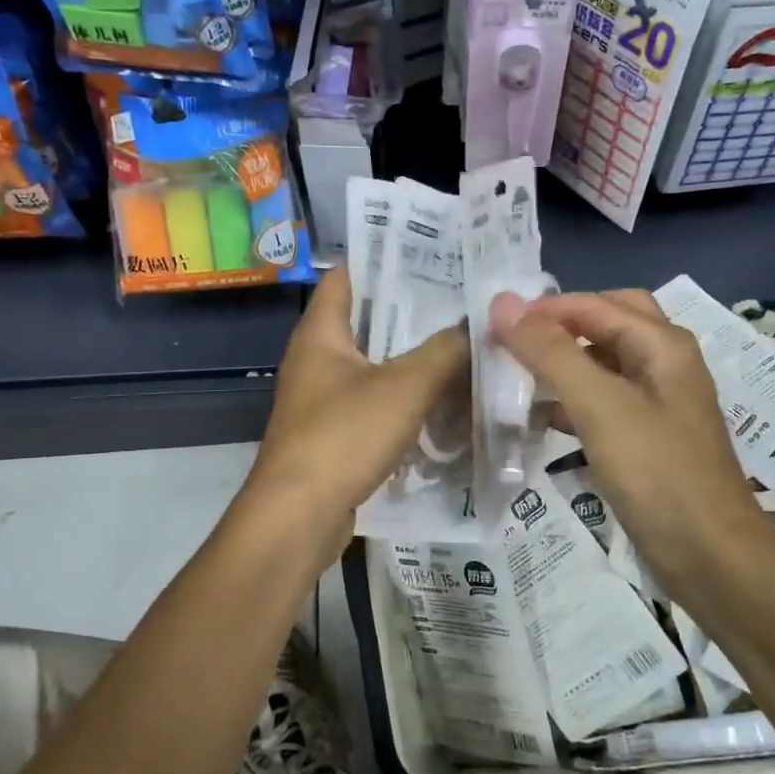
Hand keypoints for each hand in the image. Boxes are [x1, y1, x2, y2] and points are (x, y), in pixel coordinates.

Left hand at [244, 268, 468, 556]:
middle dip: (413, 311)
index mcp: (321, 332)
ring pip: (376, 365)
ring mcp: (324, 399)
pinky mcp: (335, 435)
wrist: (297, 519)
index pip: (348, 276)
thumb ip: (445, 351)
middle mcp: (317, 359)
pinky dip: (407, 398)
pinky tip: (446, 400)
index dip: (385, 260)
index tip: (432, 254)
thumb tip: (476, 326)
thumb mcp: (405, 386)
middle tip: (464, 300)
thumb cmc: (343, 436)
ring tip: (464, 344)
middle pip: (367, 320)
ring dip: (414, 358)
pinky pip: (377, 403)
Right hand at [490, 289, 771, 602]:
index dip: (543, 309)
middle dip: (561, 326)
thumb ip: (550, 352)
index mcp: (662, 344)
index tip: (492, 325)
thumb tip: (502, 303)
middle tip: (516, 341)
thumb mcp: (600, 405)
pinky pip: (606, 403)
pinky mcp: (649, 439)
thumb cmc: (657, 473)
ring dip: (565, 363)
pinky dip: (574, 401)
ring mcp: (660, 403)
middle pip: (607, 323)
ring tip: (517, 376)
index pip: (594, 304)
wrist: (711, 558)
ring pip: (605, 364)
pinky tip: (543, 418)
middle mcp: (665, 363)